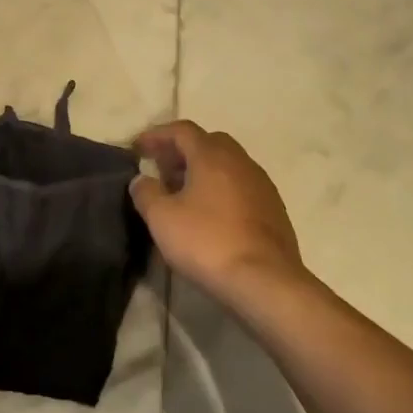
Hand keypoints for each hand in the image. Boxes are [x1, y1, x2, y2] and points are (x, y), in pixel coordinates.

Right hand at [131, 120, 307, 307]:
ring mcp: (262, 185)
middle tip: (162, 171)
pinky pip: (241, 186)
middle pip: (208, 143)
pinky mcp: (274, 210)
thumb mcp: (162, 218)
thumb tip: (141, 180)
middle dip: (182, 152)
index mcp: (212, 156)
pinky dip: (221, 190)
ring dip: (203, 171)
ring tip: (183, 194)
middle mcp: (240, 161)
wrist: (266, 282)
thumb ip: (146, 192)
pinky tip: (211, 215)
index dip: (157, 136)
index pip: (182, 130)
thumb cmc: (207, 242)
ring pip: (227, 165)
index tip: (138, 150)